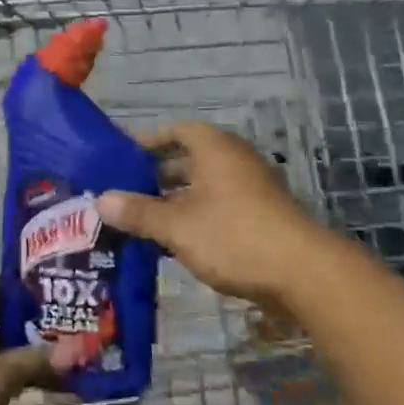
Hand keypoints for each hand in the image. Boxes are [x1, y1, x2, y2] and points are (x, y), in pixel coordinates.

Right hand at [97, 121, 325, 305]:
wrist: (302, 273)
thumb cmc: (233, 235)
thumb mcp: (176, 225)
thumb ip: (138, 212)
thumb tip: (100, 200)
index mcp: (214, 148)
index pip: (176, 131)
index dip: (148, 141)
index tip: (121, 157)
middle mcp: (233, 160)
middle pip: (188, 159)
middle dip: (156, 175)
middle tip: (124, 192)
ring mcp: (251, 189)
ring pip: (203, 187)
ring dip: (175, 200)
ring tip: (142, 219)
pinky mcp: (261, 217)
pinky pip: (218, 207)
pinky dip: (195, 217)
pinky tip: (175, 242)